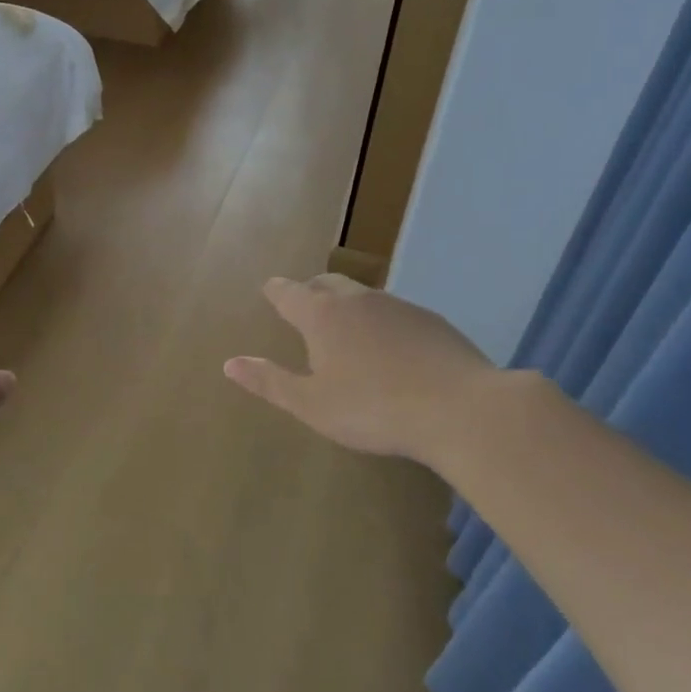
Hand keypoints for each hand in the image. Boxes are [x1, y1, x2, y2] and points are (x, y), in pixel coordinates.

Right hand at [224, 275, 495, 467]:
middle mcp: (358, 300)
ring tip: (343, 323)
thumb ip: (270, 381)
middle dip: (309, 288)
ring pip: (363, 294)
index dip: (276, 291)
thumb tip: (230, 363)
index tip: (268, 288)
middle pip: (326, 282)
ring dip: (346, 302)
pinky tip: (389, 345)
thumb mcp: (311, 404)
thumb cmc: (372, 409)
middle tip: (301, 300)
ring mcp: (399, 306)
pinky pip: (393, 312)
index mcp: (322, 316)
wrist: (460, 409)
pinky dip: (379, 320)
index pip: (289, 293)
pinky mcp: (431, 321)